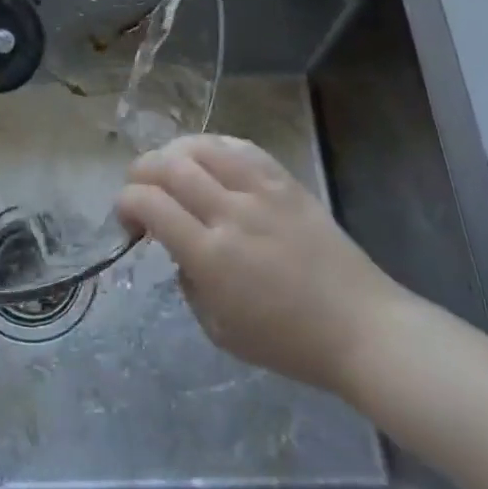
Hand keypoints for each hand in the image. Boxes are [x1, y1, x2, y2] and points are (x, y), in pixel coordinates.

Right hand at [117, 134, 405, 393]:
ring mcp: (262, 192)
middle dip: (141, 172)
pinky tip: (207, 160)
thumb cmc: (288, 342)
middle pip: (169, 166)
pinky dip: (213, 146)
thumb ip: (188, 283)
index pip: (149, 204)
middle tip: (141, 192)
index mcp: (211, 256)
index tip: (128, 221)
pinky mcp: (286, 182)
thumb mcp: (219, 330)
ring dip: (173, 153)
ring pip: (202, 146)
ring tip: (171, 170)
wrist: (361, 328)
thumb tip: (179, 249)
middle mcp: (231, 214)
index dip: (125, 203)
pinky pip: (241, 147)